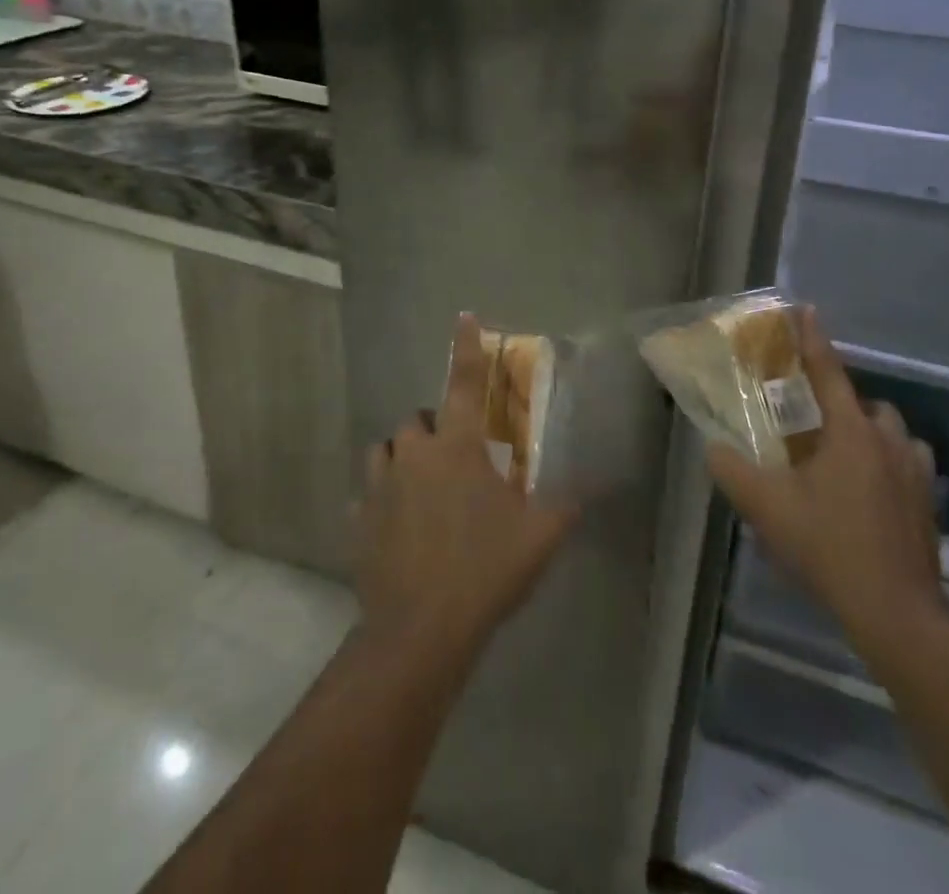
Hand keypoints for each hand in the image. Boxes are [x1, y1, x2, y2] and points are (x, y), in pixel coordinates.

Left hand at [357, 315, 578, 654]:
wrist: (421, 632)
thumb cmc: (485, 571)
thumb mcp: (539, 536)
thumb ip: (565, 504)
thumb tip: (590, 487)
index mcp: (456, 447)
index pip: (463, 382)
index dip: (466, 347)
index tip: (464, 317)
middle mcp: (412, 455)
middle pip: (417, 420)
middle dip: (435, 429)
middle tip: (457, 459)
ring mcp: (379, 487)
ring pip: (386, 450)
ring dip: (403, 458)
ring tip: (422, 486)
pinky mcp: (358, 520)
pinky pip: (368, 495)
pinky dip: (382, 500)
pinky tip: (397, 526)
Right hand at [707, 306, 948, 673]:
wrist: (896, 610)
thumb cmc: (829, 546)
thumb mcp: (766, 508)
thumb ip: (732, 471)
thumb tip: (713, 447)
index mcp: (850, 432)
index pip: (828, 372)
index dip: (813, 339)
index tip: (807, 309)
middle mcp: (887, 440)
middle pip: (865, 403)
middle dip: (841, 402)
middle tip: (813, 424)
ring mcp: (914, 471)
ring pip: (890, 432)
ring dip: (868, 432)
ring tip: (842, 457)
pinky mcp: (928, 501)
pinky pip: (907, 463)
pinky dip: (888, 462)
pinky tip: (871, 489)